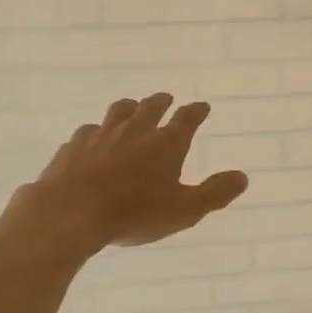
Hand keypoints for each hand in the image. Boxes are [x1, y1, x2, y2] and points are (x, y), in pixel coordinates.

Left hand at [0, 94, 248, 255]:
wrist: (69, 213)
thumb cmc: (134, 213)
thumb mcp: (184, 210)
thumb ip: (215, 193)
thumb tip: (243, 177)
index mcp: (166, 143)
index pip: (187, 118)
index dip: (196, 111)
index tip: (202, 107)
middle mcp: (135, 131)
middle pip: (150, 107)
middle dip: (161, 102)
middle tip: (166, 99)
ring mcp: (100, 136)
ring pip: (117, 112)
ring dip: (128, 108)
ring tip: (130, 109)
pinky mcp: (72, 148)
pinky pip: (86, 133)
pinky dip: (94, 133)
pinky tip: (90, 141)